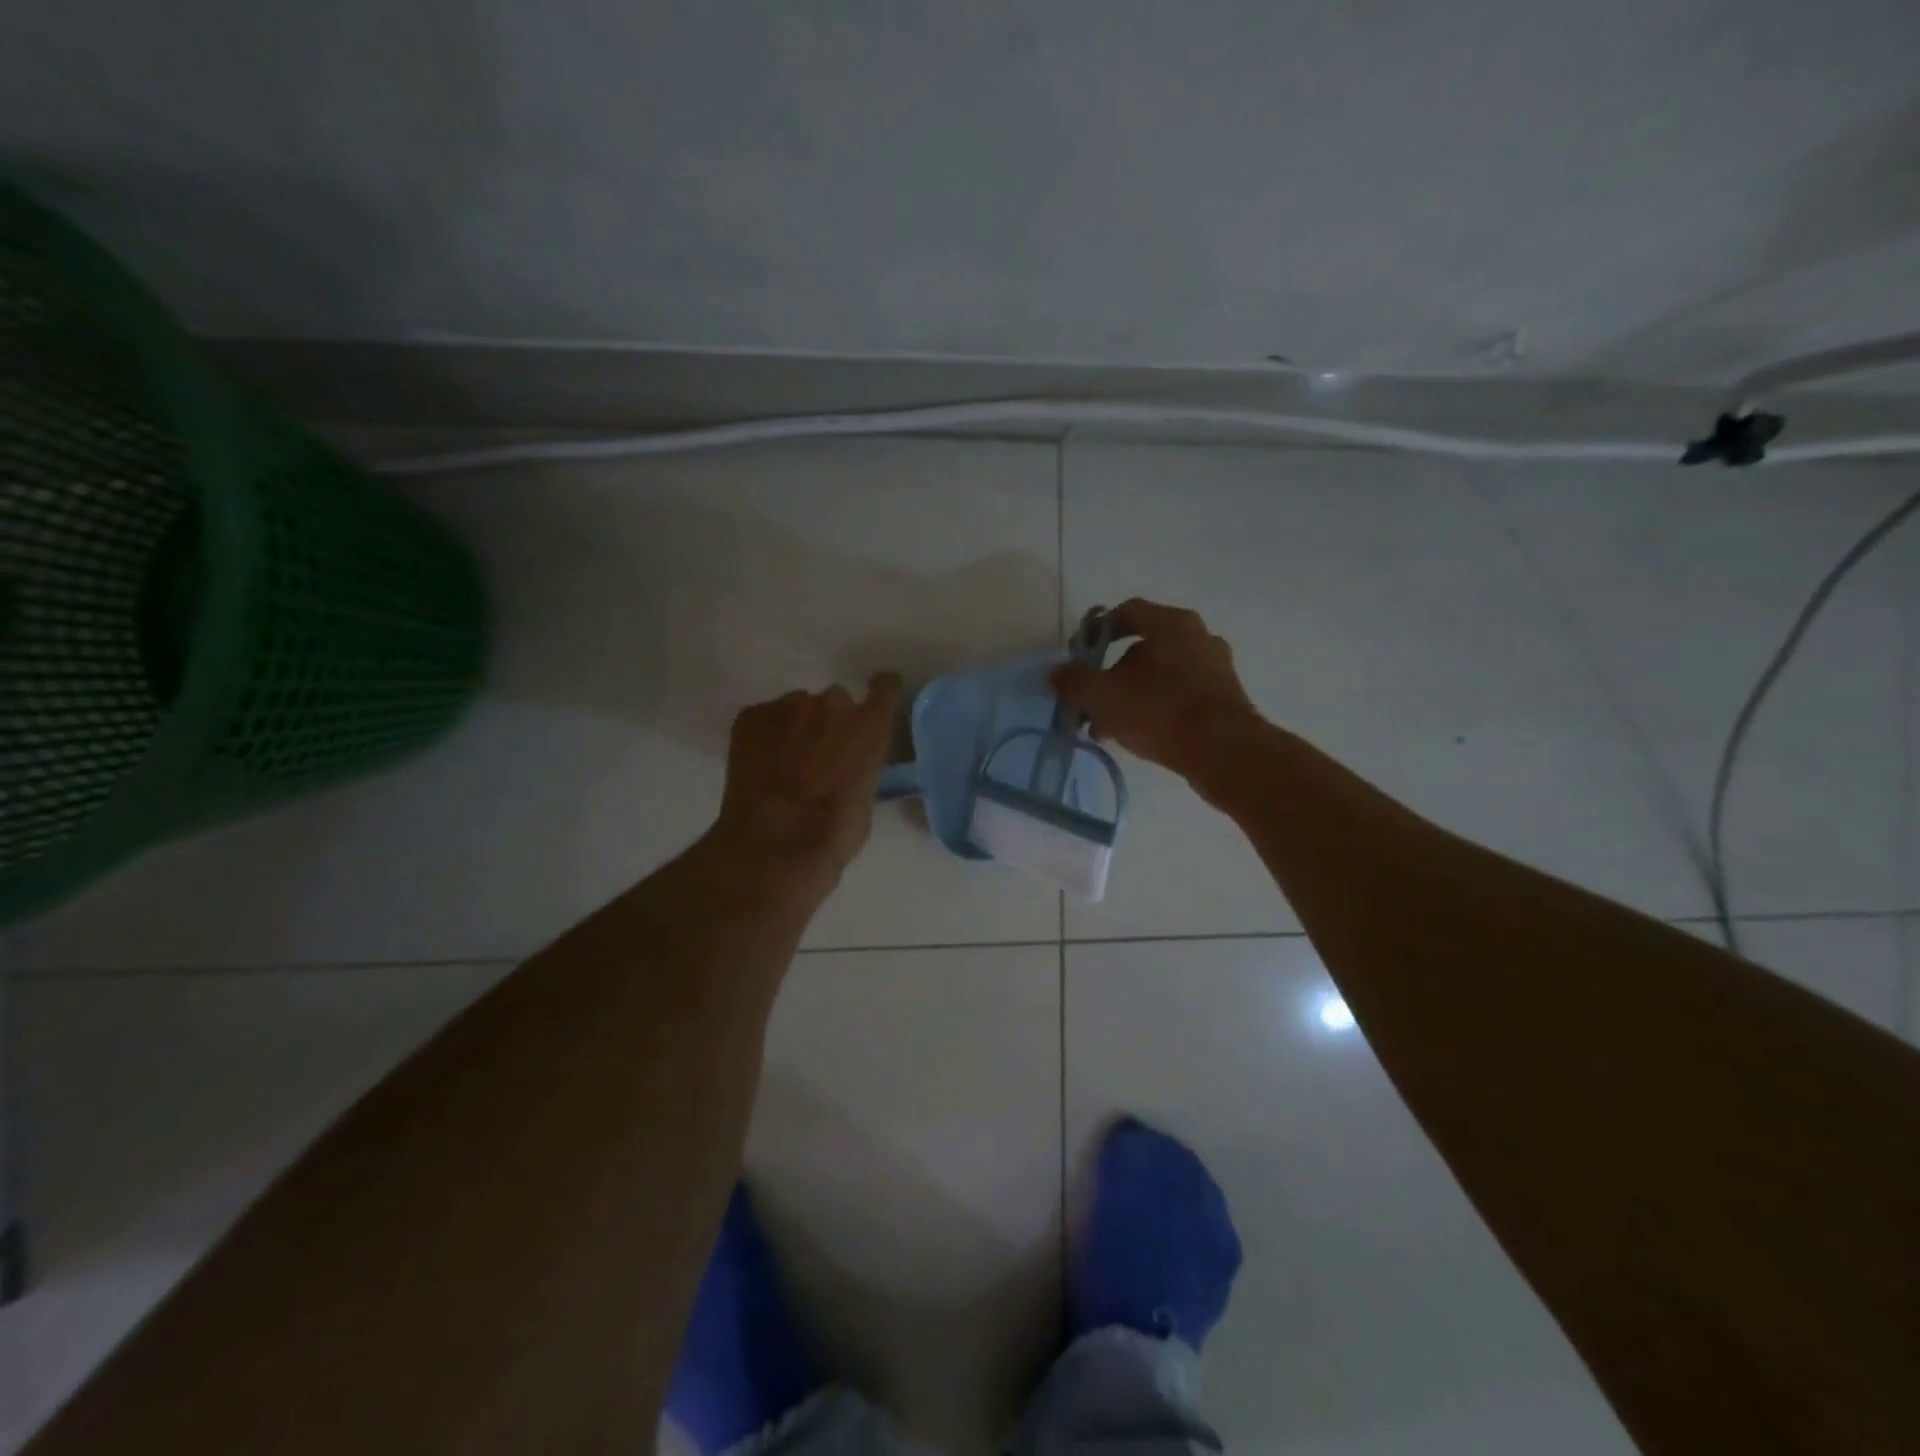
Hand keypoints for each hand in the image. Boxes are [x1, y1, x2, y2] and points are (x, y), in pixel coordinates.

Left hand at [712, 674, 902, 882]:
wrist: (776, 842)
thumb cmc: (834, 832)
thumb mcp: (864, 800)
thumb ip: (860, 769)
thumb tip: (847, 770)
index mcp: (869, 727)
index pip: (885, 688)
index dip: (881, 690)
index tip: (877, 695)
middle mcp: (833, 705)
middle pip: (835, 702)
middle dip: (829, 723)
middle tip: (819, 755)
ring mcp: (789, 706)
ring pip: (797, 708)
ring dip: (795, 728)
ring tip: (783, 764)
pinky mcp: (751, 716)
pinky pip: (763, 718)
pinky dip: (763, 736)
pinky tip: (759, 766)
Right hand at [1051, 599, 1263, 782]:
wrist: (1223, 751)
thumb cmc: (1159, 710)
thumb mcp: (1102, 696)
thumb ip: (1075, 681)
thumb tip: (1055, 672)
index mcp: (1171, 623)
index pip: (1128, 612)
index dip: (1098, 630)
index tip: (1081, 654)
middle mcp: (1199, 636)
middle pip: (1145, 646)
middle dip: (1113, 672)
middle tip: (1093, 697)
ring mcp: (1216, 667)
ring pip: (1162, 674)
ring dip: (1133, 694)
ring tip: (1110, 725)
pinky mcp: (1226, 698)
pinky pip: (1181, 695)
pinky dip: (1157, 708)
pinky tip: (1139, 735)